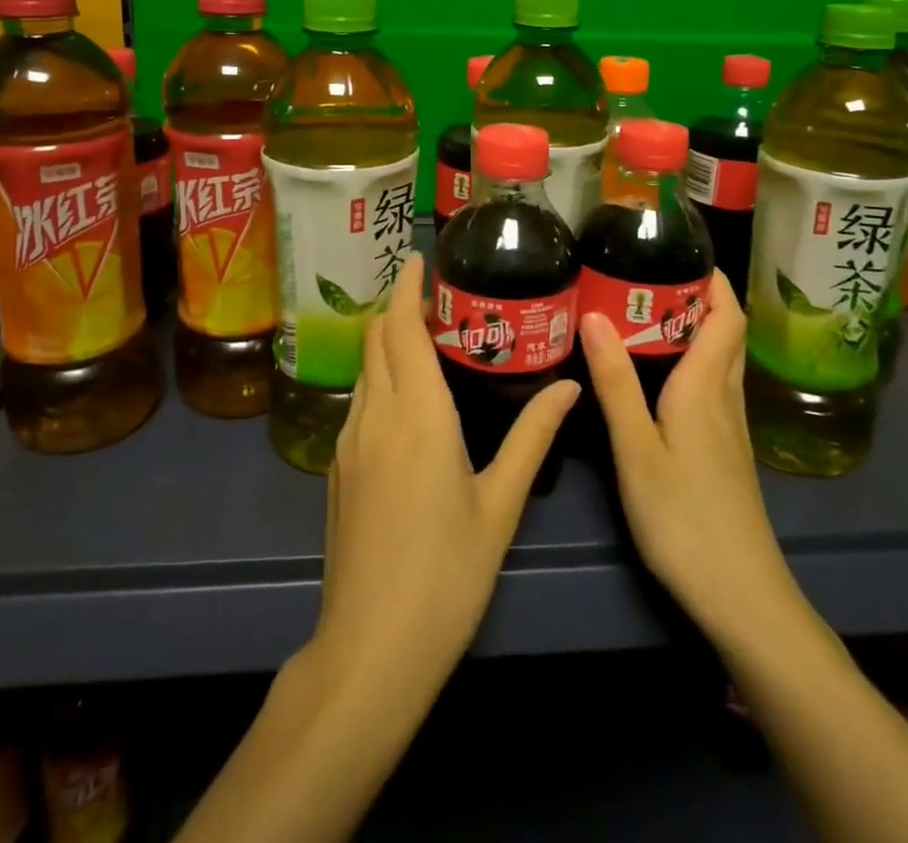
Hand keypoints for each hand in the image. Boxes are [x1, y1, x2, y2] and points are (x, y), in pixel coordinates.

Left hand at [308, 253, 579, 700]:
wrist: (371, 647)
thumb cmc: (447, 573)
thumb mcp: (500, 503)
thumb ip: (534, 436)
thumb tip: (570, 385)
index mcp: (417, 413)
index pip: (401, 327)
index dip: (408, 288)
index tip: (420, 260)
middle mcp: (376, 413)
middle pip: (377, 338)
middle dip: (399, 307)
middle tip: (436, 299)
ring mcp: (349, 440)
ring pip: (365, 368)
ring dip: (387, 341)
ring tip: (424, 338)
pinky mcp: (337, 467)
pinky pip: (358, 400)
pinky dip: (379, 376)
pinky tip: (405, 397)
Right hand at [579, 271, 798, 641]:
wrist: (741, 596)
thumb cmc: (684, 518)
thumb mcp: (637, 449)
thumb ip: (616, 382)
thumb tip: (594, 315)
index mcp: (706, 386)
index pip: (725, 315)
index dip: (712, 279)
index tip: (678, 251)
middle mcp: (725, 398)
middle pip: (726, 332)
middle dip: (696, 296)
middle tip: (645, 278)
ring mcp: (731, 428)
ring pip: (721, 360)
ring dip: (694, 328)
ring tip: (644, 315)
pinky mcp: (727, 452)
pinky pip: (714, 386)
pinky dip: (692, 362)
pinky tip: (659, 376)